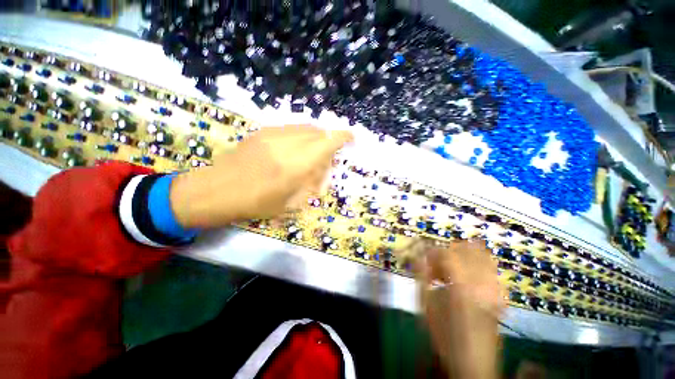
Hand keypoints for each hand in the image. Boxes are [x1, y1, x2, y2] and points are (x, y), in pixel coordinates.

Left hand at [170, 125, 352, 227]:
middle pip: (319, 132)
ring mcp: (273, 134)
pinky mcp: (263, 132)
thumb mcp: (291, 203)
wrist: (217, 190)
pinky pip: (291, 128)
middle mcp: (288, 143)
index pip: (328, 141)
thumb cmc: (256, 203)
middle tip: (326, 158)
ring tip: (311, 154)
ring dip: (315, 138)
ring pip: (305, 127)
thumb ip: (312, 183)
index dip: (343, 137)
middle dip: (329, 141)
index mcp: (296, 165)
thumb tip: (322, 169)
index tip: (352, 139)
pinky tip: (295, 149)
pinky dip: (301, 136)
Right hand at [415, 240, 504, 378]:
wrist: (473, 362)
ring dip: (463, 255)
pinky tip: (465, 274)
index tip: (424, 257)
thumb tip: (418, 256)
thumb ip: (421, 276)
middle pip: (466, 249)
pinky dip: (476, 263)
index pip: (447, 253)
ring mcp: (493, 288)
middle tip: (437, 263)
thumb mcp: (426, 305)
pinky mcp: (498, 294)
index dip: (433, 251)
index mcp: (461, 286)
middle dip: (448, 251)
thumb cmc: (444, 335)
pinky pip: (490, 268)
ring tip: (451, 267)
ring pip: (481, 255)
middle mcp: (481, 283)